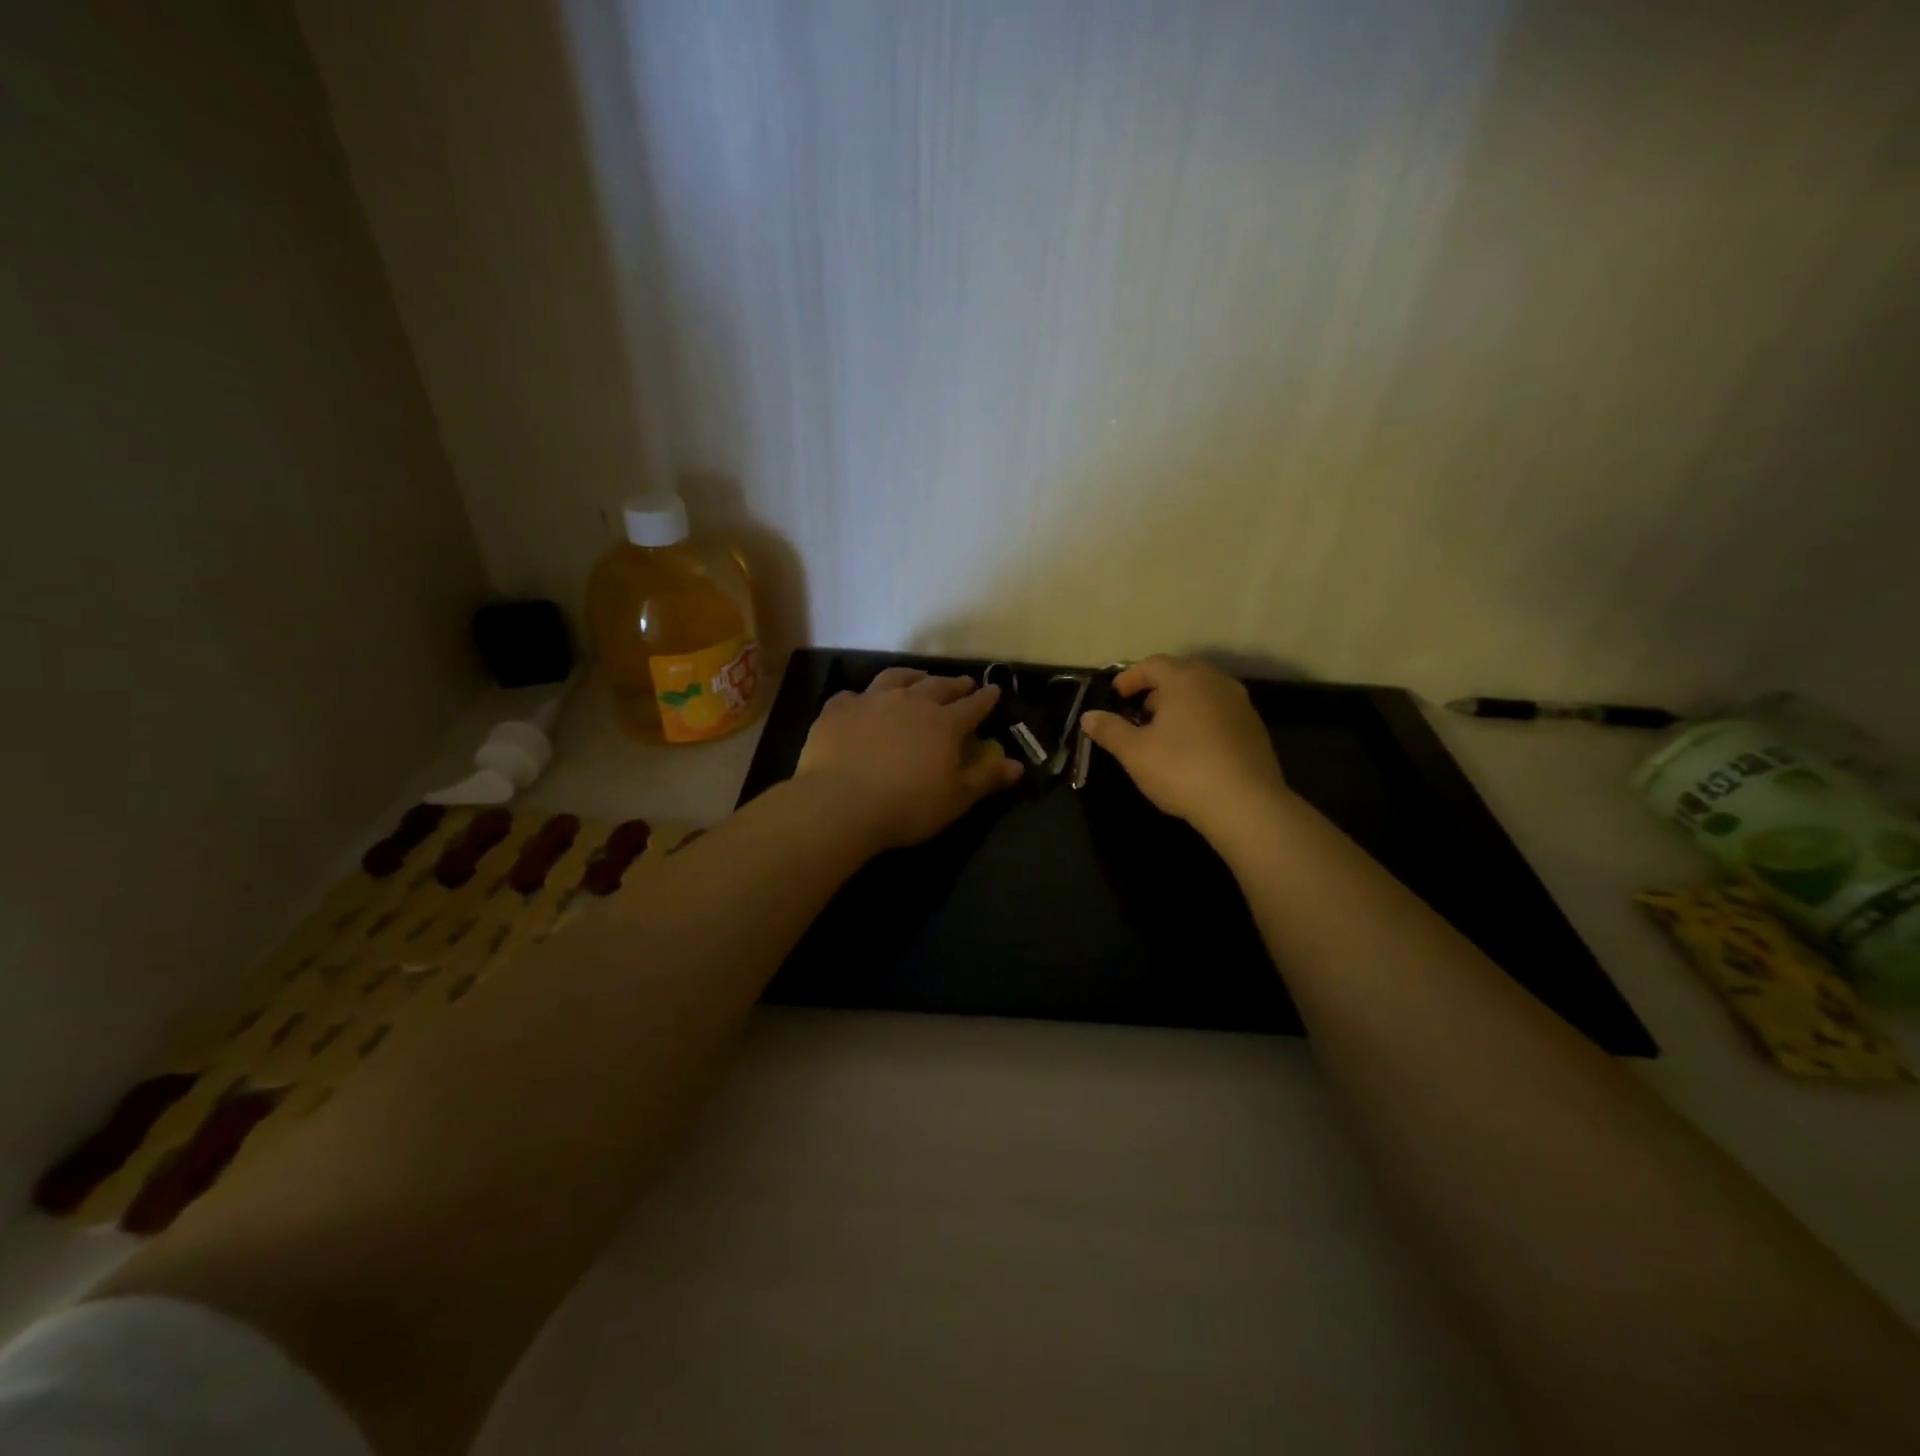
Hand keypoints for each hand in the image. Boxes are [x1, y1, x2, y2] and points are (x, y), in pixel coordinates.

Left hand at [794, 668, 1023, 850]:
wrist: (841, 803)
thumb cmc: (907, 807)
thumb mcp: (956, 799)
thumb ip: (986, 778)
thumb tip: (1017, 765)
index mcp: (944, 724)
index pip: (973, 706)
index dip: (986, 698)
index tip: (994, 690)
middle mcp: (911, 702)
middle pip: (938, 686)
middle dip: (954, 684)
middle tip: (963, 683)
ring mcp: (872, 701)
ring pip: (896, 678)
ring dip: (912, 676)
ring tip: (918, 677)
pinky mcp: (838, 709)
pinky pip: (852, 696)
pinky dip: (861, 697)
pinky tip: (861, 702)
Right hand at [1078, 655, 1290, 835]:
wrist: (1245, 804)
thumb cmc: (1182, 769)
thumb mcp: (1134, 752)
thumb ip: (1109, 730)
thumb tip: (1088, 716)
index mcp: (1185, 679)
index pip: (1152, 664)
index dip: (1130, 677)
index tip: (1115, 695)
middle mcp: (1216, 682)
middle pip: (1181, 674)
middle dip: (1156, 689)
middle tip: (1139, 712)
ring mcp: (1240, 704)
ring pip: (1203, 693)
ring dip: (1181, 704)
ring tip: (1164, 731)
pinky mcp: (1255, 729)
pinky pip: (1220, 713)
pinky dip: (1202, 720)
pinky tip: (1193, 748)